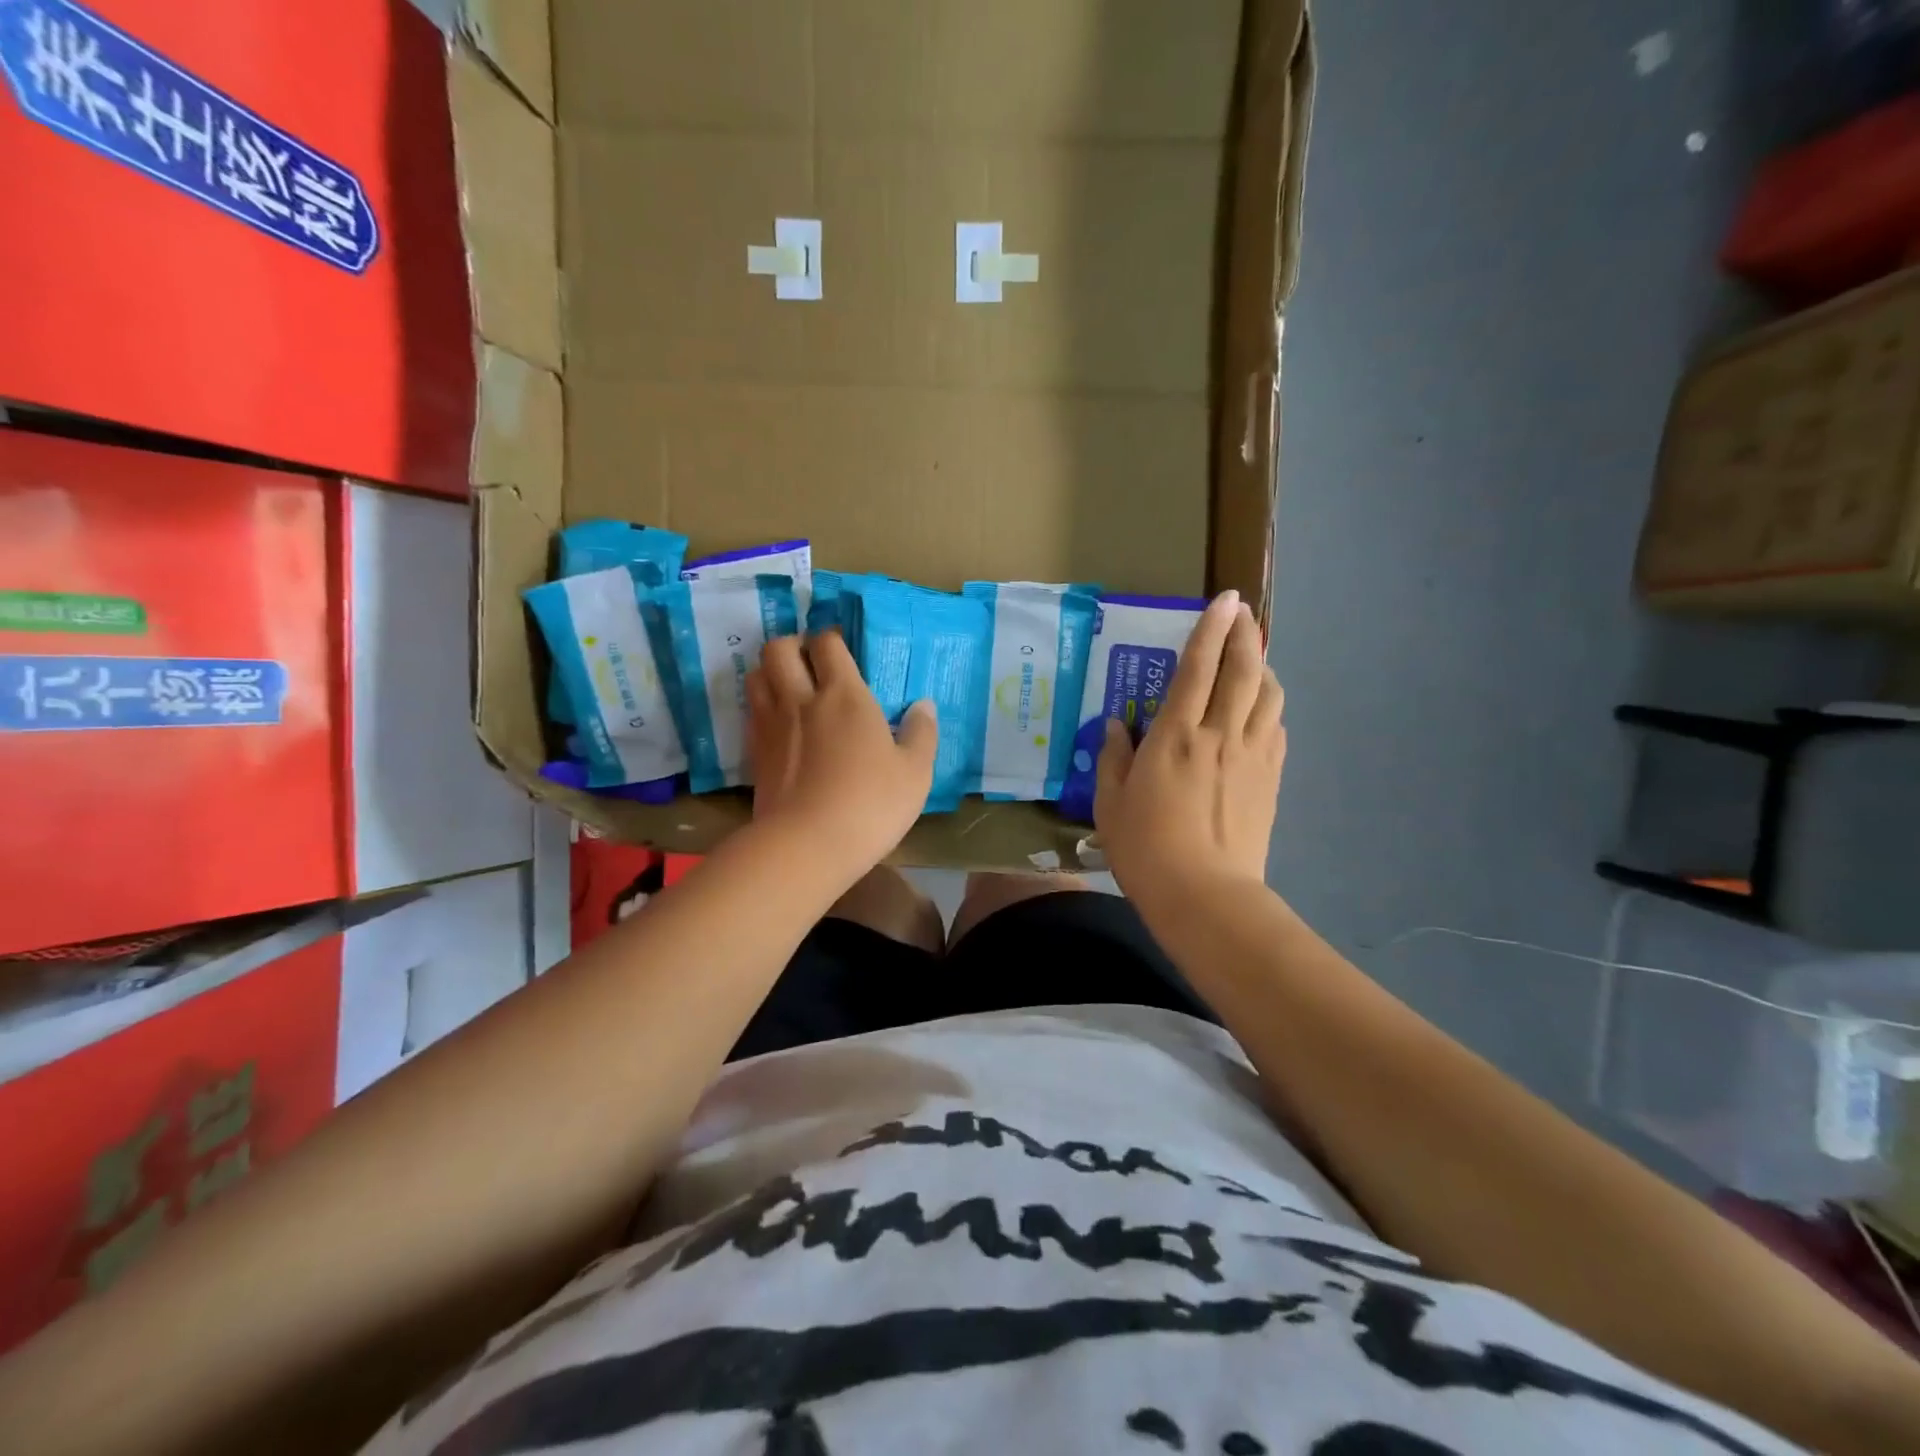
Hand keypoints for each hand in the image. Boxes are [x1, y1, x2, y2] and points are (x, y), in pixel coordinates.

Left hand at [745, 631, 937, 874]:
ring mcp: (772, 725)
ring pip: (756, 675)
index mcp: (845, 695)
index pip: (827, 643)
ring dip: (771, 671)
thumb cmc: (870, 804)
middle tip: (811, 660)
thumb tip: (923, 705)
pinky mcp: (755, 753)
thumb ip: (921, 733)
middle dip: (793, 645)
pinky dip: (761, 705)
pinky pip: (751, 711)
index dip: (832, 637)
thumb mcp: (914, 772)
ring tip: (789, 685)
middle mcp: (801, 699)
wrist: (807, 845)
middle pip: (779, 649)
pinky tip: (779, 722)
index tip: (842, 646)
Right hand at [1094, 590, 1285, 904]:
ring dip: (1263, 669)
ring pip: (1268, 696)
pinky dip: (1269, 708)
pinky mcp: (1270, 779)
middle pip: (1243, 671)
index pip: (1197, 668)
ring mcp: (1252, 756)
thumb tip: (1117, 726)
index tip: (1225, 600)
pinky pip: (1276, 729)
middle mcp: (1220, 735)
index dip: (1211, 629)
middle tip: (1243, 615)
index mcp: (1175, 736)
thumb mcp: (1111, 803)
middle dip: (1245, 636)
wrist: (1204, 895)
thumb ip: (1114, 757)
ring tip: (1252, 662)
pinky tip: (1259, 712)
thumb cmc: (1146, 848)